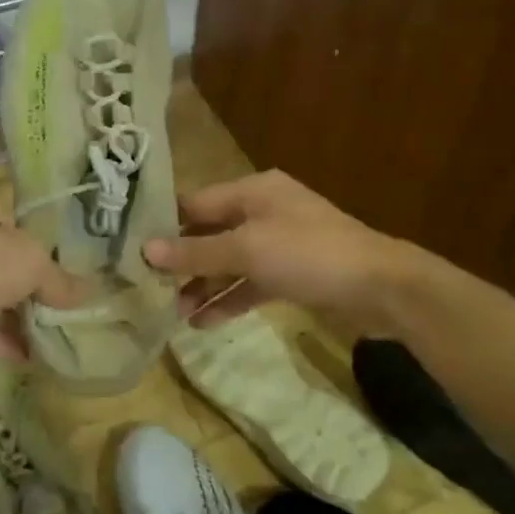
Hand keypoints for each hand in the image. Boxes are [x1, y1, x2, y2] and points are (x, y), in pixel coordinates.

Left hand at [0, 188, 86, 364]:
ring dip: (13, 315)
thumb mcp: (34, 261)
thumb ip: (59, 278)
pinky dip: (0, 341)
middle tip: (54, 300)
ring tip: (50, 331)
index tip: (51, 261)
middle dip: (22, 283)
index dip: (27, 238)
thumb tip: (87, 293)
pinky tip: (30, 355)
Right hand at [143, 170, 416, 329]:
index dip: (165, 225)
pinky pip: (251, 283)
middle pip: (211, 233)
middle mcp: (264, 211)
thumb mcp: (247, 250)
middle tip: (149, 288)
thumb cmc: (309, 255)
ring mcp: (280, 244)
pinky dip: (229, 299)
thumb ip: (196, 252)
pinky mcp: (292, 274)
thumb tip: (146, 251)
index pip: (196, 203)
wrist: (381, 287)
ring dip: (203, 285)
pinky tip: (204, 322)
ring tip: (173, 313)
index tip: (133, 249)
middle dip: (182, 262)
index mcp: (253, 191)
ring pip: (230, 262)